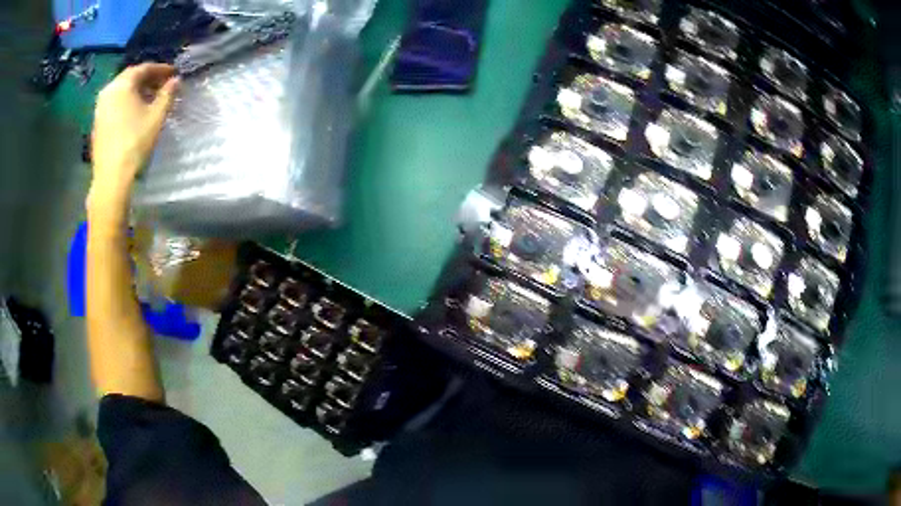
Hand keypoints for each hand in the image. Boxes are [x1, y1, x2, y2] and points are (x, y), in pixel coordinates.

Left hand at [89, 63, 178, 207]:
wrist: (111, 177)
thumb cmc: (135, 142)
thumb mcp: (157, 116)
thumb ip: (168, 94)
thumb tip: (176, 81)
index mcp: (123, 84)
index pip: (144, 68)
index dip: (160, 69)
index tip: (173, 74)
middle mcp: (109, 91)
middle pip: (130, 77)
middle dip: (147, 79)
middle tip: (161, 84)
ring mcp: (100, 108)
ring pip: (121, 91)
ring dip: (135, 91)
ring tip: (148, 99)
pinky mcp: (97, 123)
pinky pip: (114, 104)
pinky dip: (125, 103)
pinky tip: (133, 113)